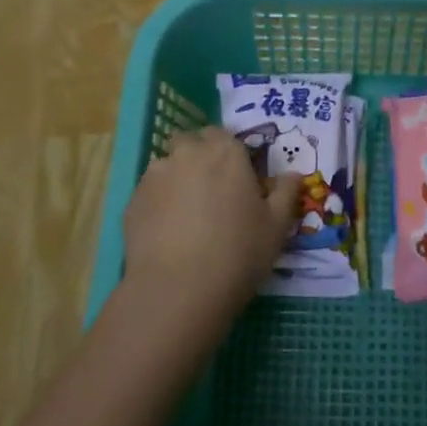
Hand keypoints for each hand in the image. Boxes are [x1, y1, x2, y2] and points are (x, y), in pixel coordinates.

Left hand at [120, 128, 300, 324]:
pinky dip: (158, 204)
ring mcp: (154, 177)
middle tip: (212, 190)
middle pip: (189, 142)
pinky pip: (149, 193)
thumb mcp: (277, 226)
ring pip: (166, 166)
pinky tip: (168, 233)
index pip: (223, 134)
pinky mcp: (132, 203)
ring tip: (187, 215)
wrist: (178, 291)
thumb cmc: (238, 252)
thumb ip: (286, 193)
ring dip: (176, 179)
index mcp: (225, 152)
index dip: (229, 152)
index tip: (237, 176)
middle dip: (198, 156)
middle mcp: (187, 154)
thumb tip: (293, 175)